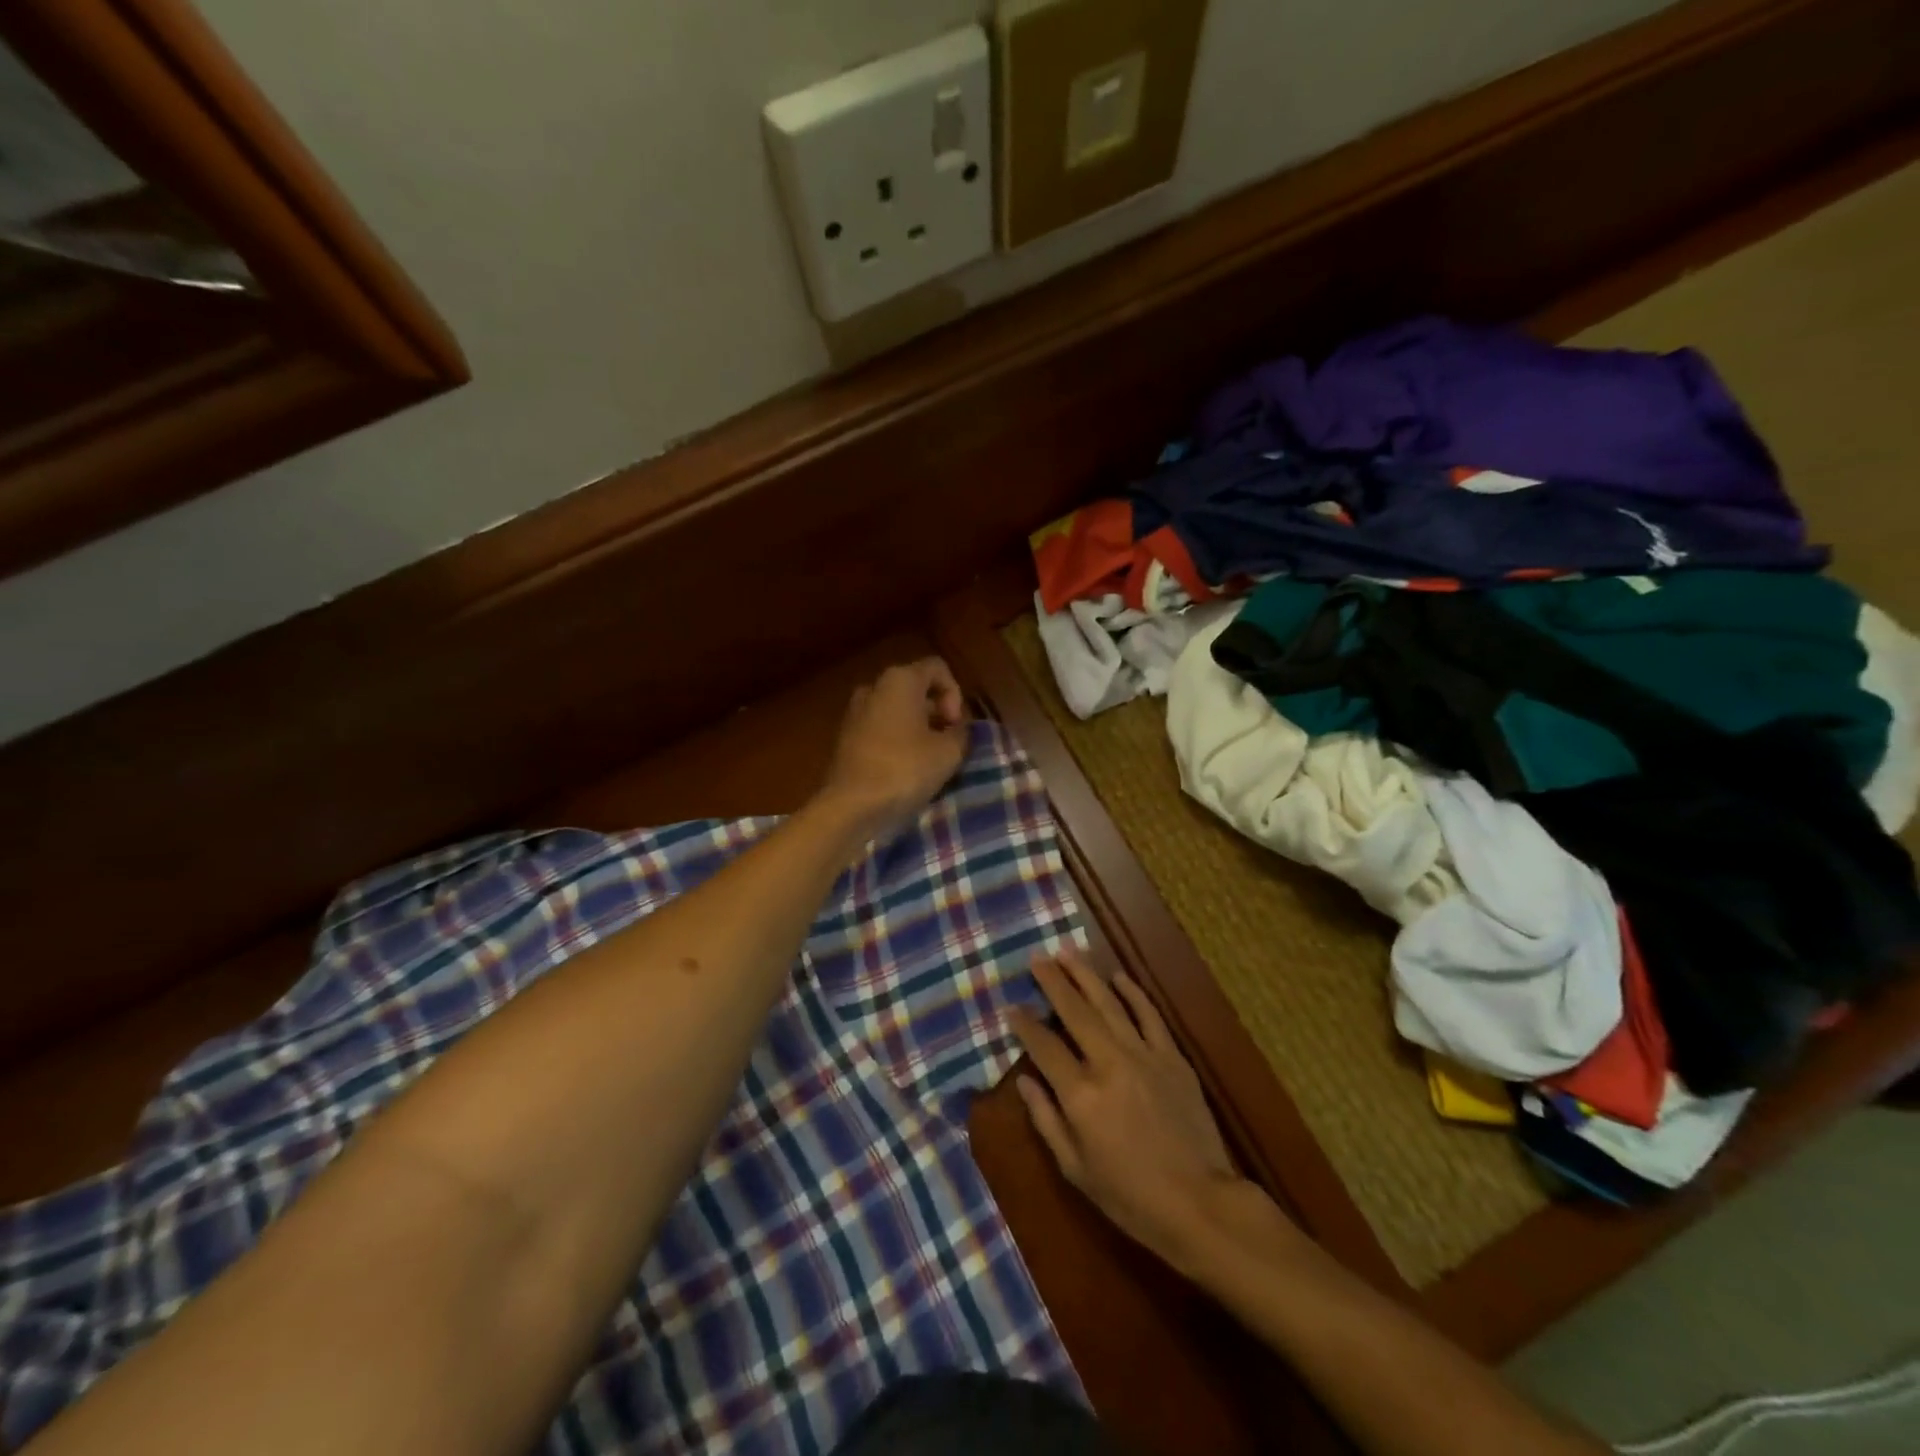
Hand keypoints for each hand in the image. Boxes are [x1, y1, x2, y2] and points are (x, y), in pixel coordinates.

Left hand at [819, 658, 968, 842]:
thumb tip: (957, 729)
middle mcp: (874, 687)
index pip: (937, 668)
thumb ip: (961, 733)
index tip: (956, 725)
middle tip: (949, 741)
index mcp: (900, 679)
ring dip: (917, 727)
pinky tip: (906, 767)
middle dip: (937, 711)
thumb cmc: (904, 769)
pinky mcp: (845, 737)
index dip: (955, 693)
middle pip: (915, 688)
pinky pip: (880, 728)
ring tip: (930, 757)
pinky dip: (897, 739)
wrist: (851, 806)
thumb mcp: (949, 752)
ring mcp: (855, 711)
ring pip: (896, 709)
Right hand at [1012, 950, 1271, 1275]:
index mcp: (1081, 1095)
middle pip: (1074, 1012)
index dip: (1024, 1024)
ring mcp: (1144, 1055)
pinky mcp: (1172, 1057)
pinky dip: (1133, 993)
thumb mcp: (1076, 1169)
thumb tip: (1024, 1081)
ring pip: (1109, 1003)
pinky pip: (1149, 1015)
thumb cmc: (1131, 1197)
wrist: (1200, 1203)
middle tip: (1037, 959)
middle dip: (1053, 982)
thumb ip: (1046, 1120)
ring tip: (1067, 952)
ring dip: (1086, 975)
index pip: (1044, 1047)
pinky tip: (1118, 976)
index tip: (1011, 1006)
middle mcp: (1109, 1063)